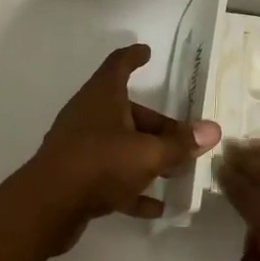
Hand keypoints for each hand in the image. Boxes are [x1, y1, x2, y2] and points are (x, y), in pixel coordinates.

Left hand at [30, 44, 220, 228]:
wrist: (46, 208)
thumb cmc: (99, 164)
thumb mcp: (148, 153)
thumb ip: (181, 144)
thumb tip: (212, 130)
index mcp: (102, 97)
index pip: (119, 65)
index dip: (134, 57)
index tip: (147, 52)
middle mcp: (89, 116)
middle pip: (128, 112)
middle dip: (158, 125)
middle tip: (185, 138)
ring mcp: (80, 147)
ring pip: (121, 145)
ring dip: (148, 156)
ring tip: (177, 173)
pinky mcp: (76, 177)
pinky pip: (111, 177)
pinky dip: (133, 187)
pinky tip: (156, 207)